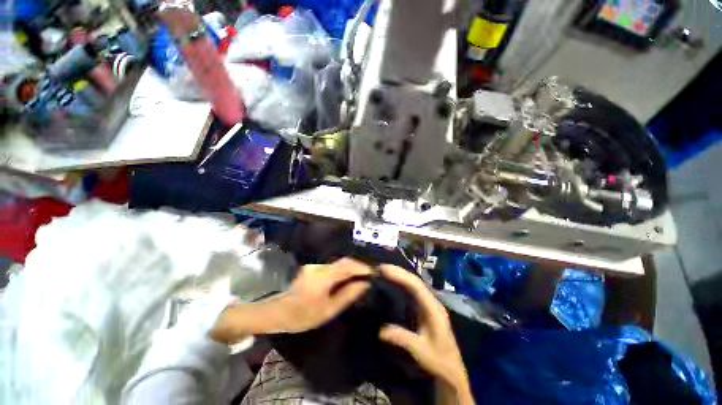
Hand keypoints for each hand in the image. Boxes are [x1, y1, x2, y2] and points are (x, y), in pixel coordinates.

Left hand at [212, 258, 372, 342]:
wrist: (277, 313)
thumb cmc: (302, 316)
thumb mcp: (328, 310)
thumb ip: (348, 295)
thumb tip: (365, 284)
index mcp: (324, 276)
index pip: (348, 265)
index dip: (363, 267)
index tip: (374, 273)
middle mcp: (320, 266)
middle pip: (344, 261)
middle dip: (358, 267)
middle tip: (370, 275)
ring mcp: (315, 266)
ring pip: (338, 264)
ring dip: (350, 269)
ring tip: (361, 278)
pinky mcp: (313, 268)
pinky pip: (332, 267)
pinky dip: (342, 271)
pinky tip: (347, 279)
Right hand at [379, 265, 473, 404]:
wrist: (452, 375)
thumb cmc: (440, 364)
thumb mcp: (424, 354)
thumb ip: (405, 340)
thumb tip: (382, 330)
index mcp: (434, 309)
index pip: (416, 286)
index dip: (400, 276)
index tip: (384, 269)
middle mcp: (432, 303)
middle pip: (415, 281)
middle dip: (399, 272)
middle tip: (381, 268)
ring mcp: (428, 306)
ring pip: (413, 285)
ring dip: (400, 277)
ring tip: (384, 272)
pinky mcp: (424, 311)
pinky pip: (412, 293)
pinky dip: (401, 285)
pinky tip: (392, 284)